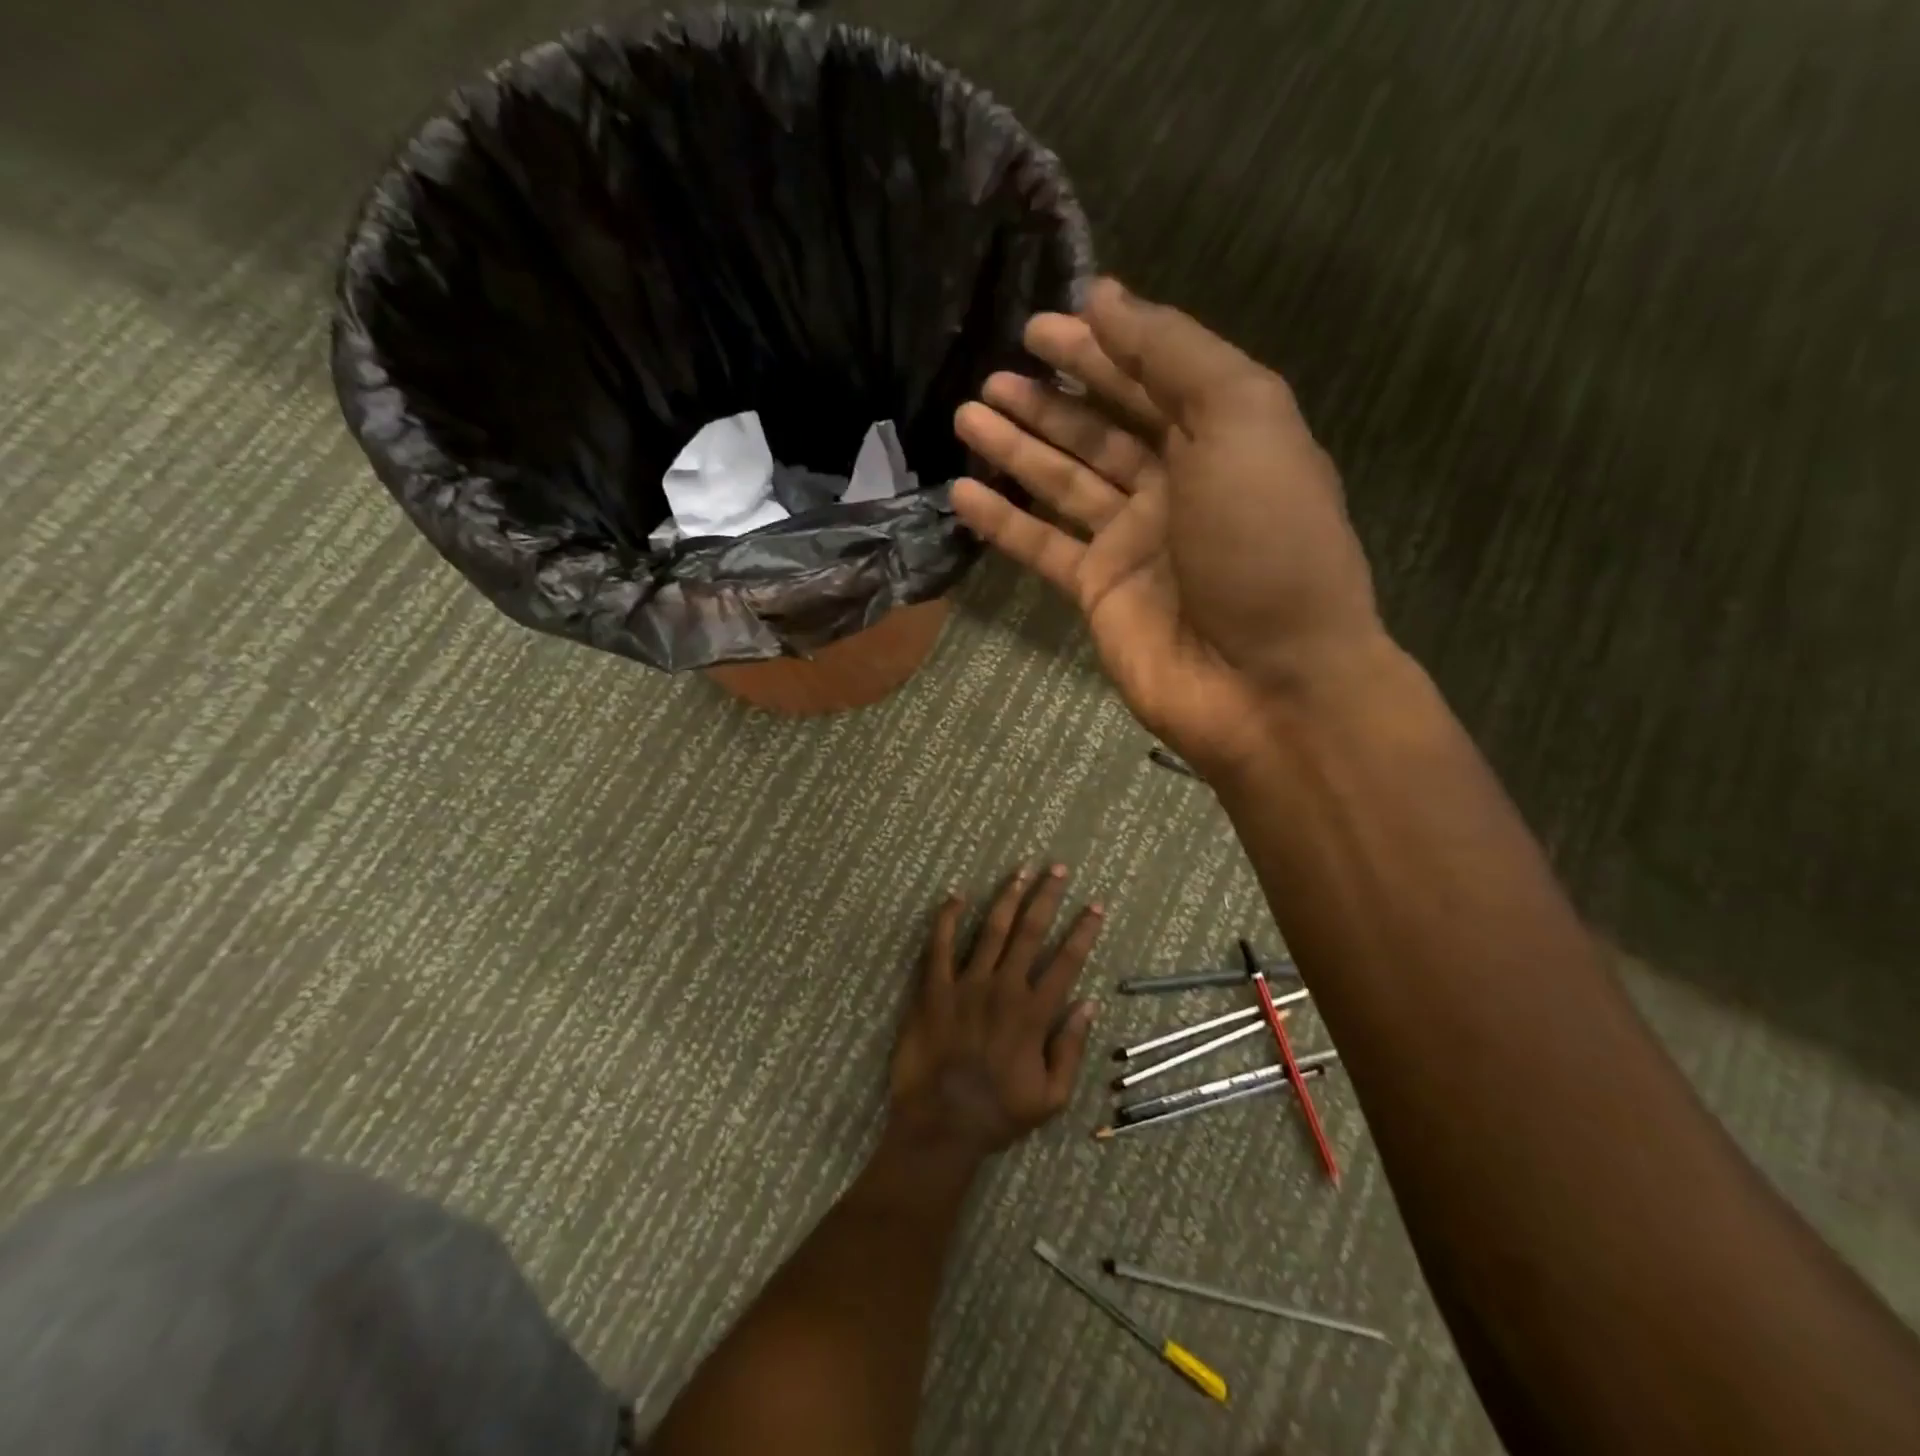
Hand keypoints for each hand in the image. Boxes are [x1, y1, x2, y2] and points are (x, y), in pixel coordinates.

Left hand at [887, 865, 1101, 1162]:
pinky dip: (948, 918)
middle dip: (1047, 897)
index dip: (1083, 930)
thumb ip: (1071, 1049)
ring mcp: (966, 986)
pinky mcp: (933, 990)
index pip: (1066, 961)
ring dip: (1008, 897)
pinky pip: (940, 946)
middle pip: (1030, 932)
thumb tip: (1089, 1004)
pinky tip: (957, 895)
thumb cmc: (998, 1113)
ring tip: (1021, 870)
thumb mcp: (1051, 1097)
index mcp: (1034, 1014)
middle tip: (1058, 868)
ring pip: (992, 930)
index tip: (1095, 905)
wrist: (940, 1126)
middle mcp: (1003, 989)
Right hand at [952, 278, 1390, 778]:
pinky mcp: (1099, 592)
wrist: (1265, 680)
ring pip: (1064, 482)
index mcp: (1223, 437)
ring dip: (1017, 448)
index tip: (1040, 325)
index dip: (1099, 347)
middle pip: (1101, 429)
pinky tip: (962, 491)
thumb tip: (1107, 299)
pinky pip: (1043, 546)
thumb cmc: (1265, 540)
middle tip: (991, 373)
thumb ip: (1174, 354)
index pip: (1151, 377)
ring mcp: (1134, 542)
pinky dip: (1003, 520)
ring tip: (966, 413)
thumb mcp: (1241, 418)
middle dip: (1049, 399)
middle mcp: (1176, 485)